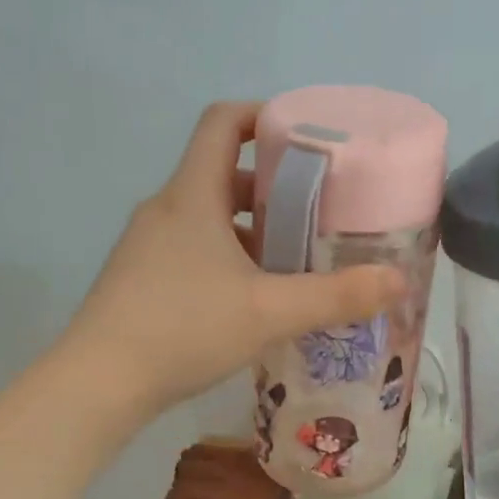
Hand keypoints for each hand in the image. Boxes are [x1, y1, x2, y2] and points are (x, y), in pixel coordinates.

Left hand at [66, 101, 406, 417]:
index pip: (223, 122)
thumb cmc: (183, 329)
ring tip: (294, 258)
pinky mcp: (140, 279)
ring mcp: (148, 245)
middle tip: (318, 210)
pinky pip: (192, 249)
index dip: (263, 115)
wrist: (98, 383)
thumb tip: (399, 281)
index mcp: (192, 195)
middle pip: (222, 173)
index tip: (305, 136)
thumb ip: (336, 296)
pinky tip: (253, 298)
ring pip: (208, 217)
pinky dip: (227, 257)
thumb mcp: (269, 312)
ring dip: (251, 228)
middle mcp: (166, 209)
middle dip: (273, 186)